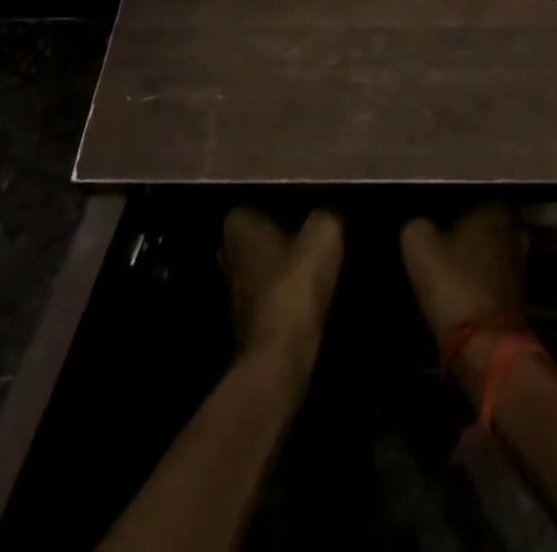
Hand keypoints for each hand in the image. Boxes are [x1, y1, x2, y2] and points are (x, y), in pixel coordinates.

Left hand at [221, 207, 343, 369]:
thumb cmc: (295, 284)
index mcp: (238, 225)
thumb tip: (329, 209)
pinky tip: (307, 289)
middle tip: (312, 228)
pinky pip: (267, 290)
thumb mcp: (324, 235)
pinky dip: (283, 288)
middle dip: (279, 231)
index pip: (256, 200)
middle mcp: (228, 252)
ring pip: (261, 262)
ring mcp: (233, 288)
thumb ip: (325, 214)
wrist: (280, 356)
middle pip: (257, 233)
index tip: (305, 203)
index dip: (280, 200)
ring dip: (281, 262)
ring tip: (315, 257)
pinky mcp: (246, 318)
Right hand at [400, 202, 529, 399]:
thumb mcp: (418, 245)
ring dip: (473, 250)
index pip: (471, 190)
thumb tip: (421, 224)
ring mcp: (519, 262)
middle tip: (438, 229)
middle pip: (483, 218)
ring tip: (445, 255)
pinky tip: (458, 279)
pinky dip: (479, 274)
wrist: (485, 347)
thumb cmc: (453, 283)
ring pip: (490, 245)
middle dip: (465, 223)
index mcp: (494, 208)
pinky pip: (492, 271)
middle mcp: (513, 228)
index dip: (450, 197)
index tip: (432, 205)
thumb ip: (418, 224)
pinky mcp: (518, 293)